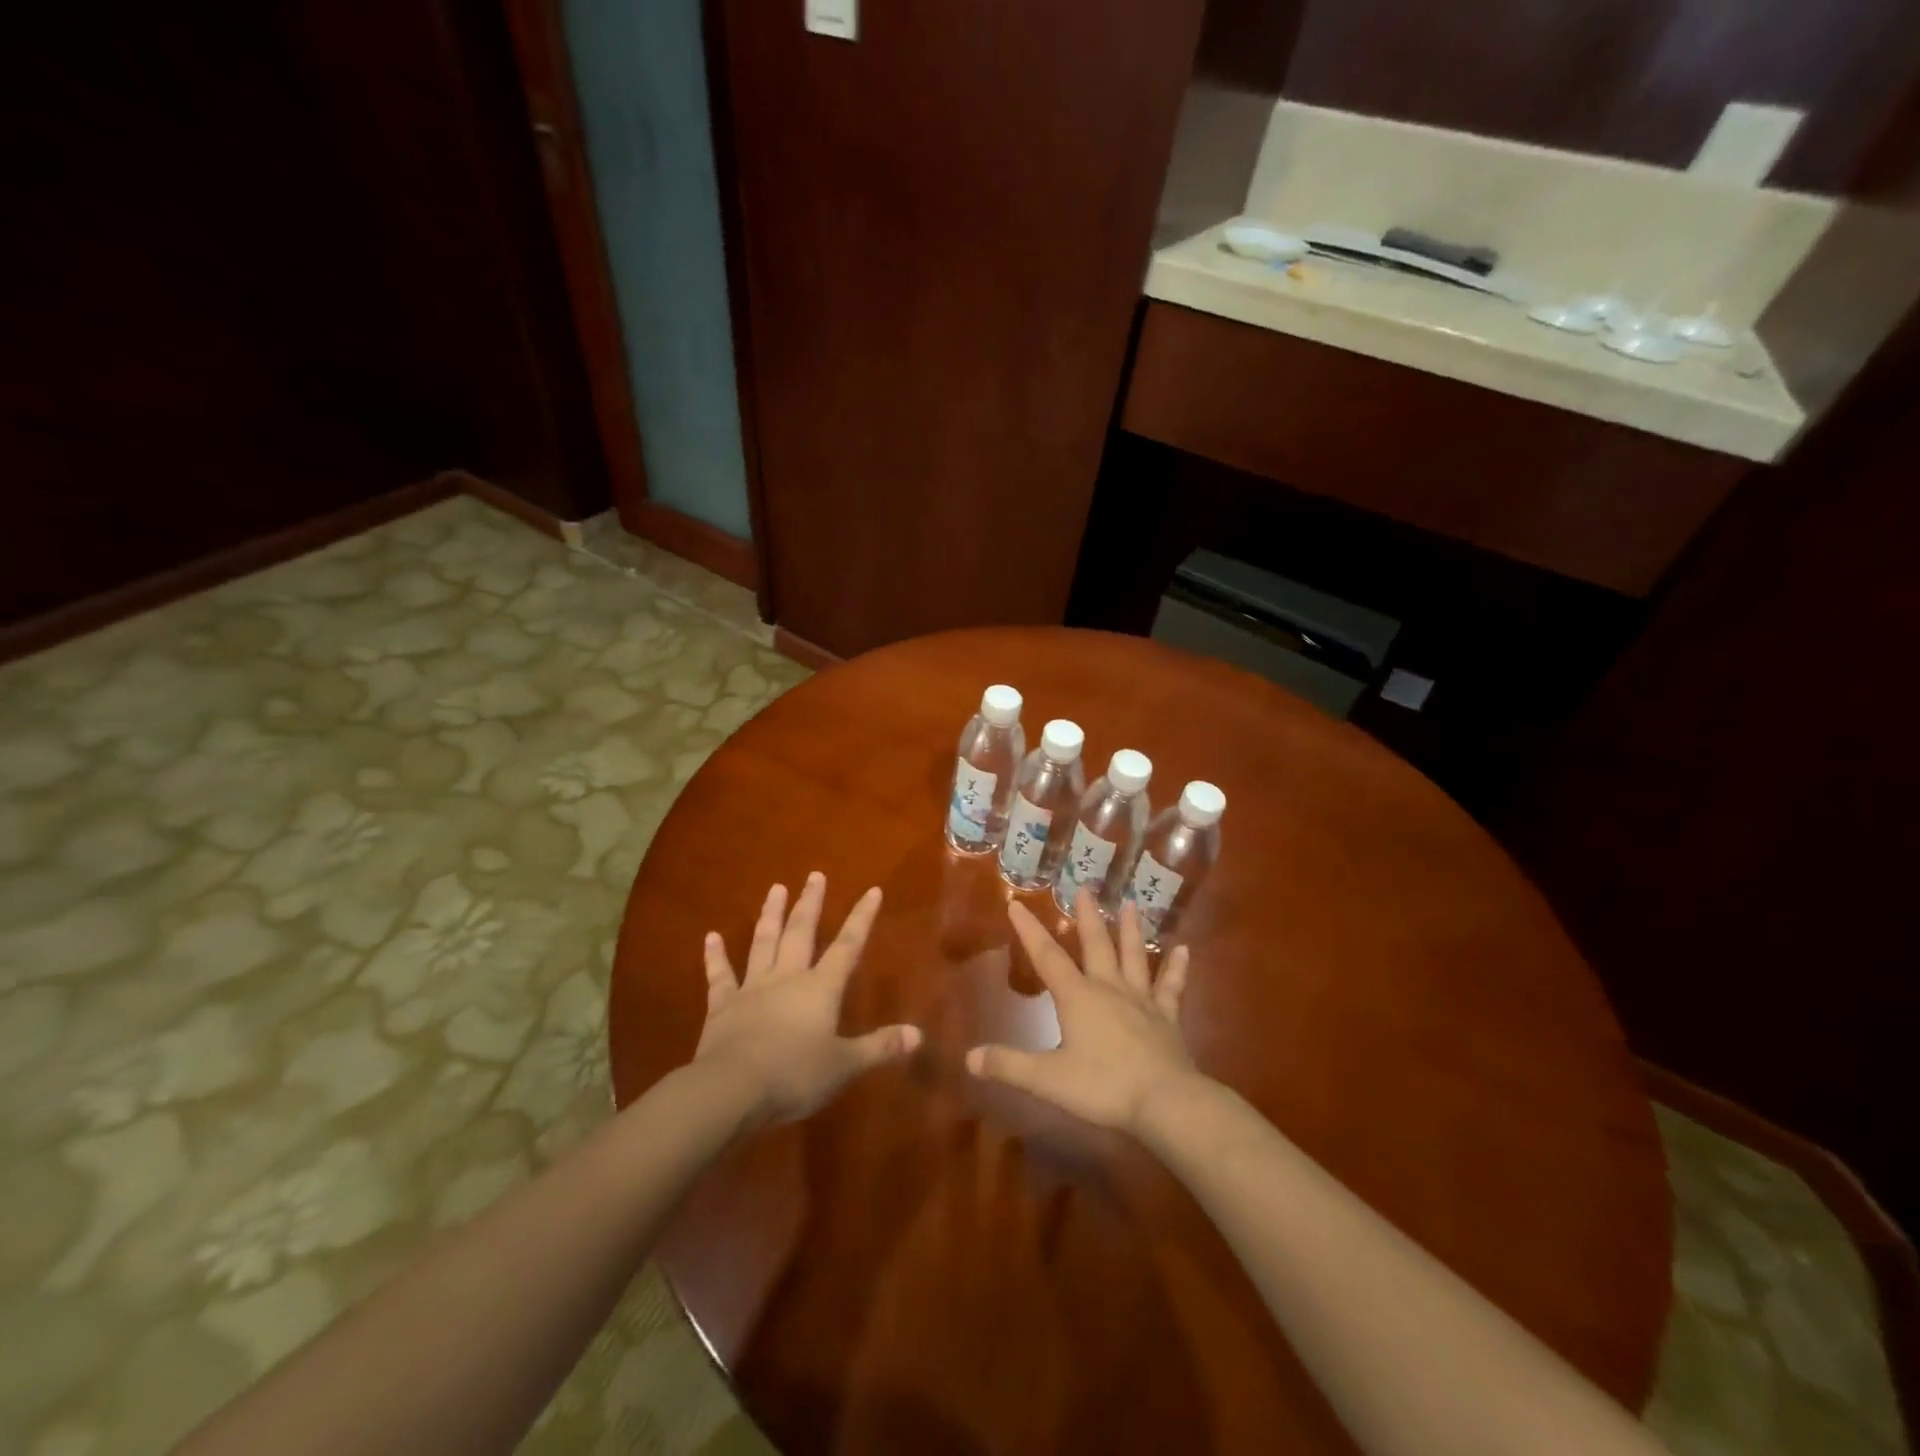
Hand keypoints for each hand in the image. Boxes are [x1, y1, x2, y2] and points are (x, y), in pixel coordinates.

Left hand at [695, 873, 920, 1125]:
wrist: (731, 1089)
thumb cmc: (794, 1075)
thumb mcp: (844, 1066)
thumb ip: (880, 1047)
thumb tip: (919, 1034)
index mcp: (820, 988)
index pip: (847, 946)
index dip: (861, 918)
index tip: (871, 890)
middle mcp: (787, 978)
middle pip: (801, 932)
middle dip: (811, 903)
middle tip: (815, 875)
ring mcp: (752, 988)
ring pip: (764, 942)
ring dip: (771, 915)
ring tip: (775, 888)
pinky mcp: (722, 1006)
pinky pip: (720, 975)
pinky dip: (715, 956)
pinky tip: (710, 937)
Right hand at [966, 891, 1200, 1134]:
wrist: (1165, 1101)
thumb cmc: (1103, 1087)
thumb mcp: (1048, 1080)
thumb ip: (1009, 1065)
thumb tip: (969, 1057)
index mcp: (1078, 997)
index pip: (1047, 957)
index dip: (1030, 930)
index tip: (1017, 904)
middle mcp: (1109, 988)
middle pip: (1096, 944)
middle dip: (1087, 916)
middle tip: (1085, 888)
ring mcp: (1142, 1000)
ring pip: (1134, 956)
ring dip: (1131, 930)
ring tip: (1130, 903)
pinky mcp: (1168, 1017)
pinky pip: (1171, 986)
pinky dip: (1177, 968)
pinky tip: (1184, 949)